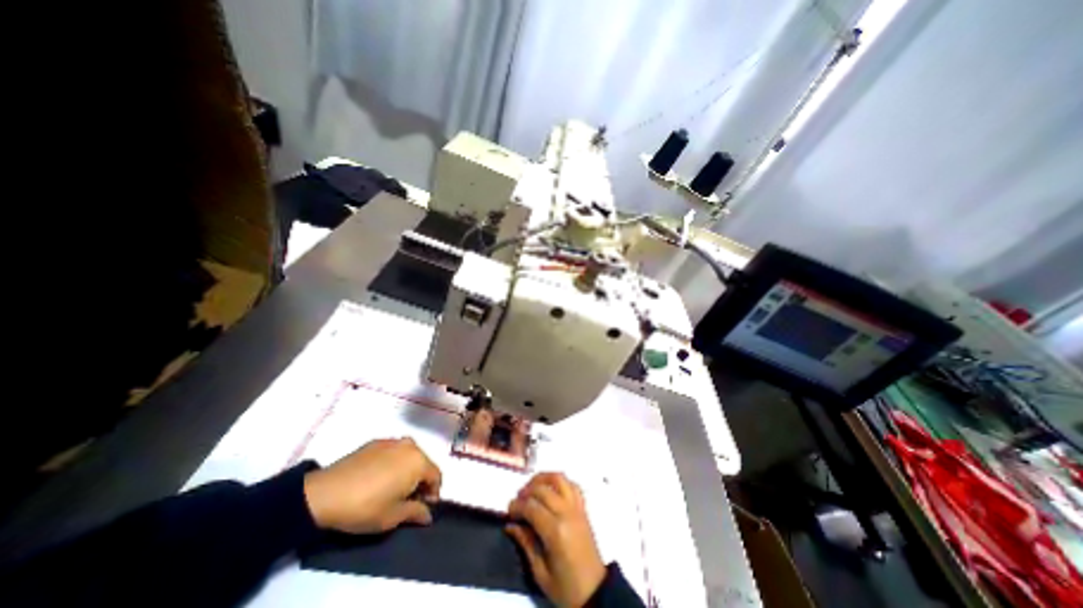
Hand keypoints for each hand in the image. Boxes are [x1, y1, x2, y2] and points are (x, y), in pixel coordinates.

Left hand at [298, 437, 439, 531]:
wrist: (324, 494)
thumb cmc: (365, 507)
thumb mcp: (393, 517)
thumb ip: (416, 512)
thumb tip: (428, 514)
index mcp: (419, 461)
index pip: (436, 476)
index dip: (433, 493)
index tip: (422, 508)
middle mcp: (410, 446)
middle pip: (423, 463)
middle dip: (419, 480)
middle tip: (407, 499)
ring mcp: (393, 441)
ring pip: (408, 456)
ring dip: (406, 470)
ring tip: (391, 488)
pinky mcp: (376, 442)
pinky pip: (392, 452)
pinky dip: (392, 463)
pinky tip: (377, 478)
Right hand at [504, 474, 605, 607]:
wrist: (594, 591)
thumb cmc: (565, 587)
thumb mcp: (540, 573)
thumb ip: (526, 543)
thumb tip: (510, 525)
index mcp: (555, 531)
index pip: (531, 507)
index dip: (517, 506)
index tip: (508, 511)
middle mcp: (566, 513)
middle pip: (543, 489)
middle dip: (526, 491)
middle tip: (517, 501)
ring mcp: (577, 507)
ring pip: (559, 479)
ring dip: (542, 479)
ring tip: (531, 488)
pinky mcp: (583, 507)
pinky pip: (572, 485)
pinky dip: (560, 481)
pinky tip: (550, 489)